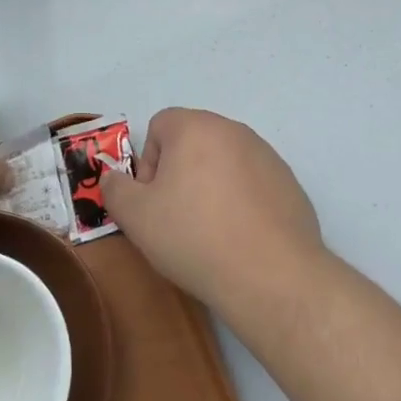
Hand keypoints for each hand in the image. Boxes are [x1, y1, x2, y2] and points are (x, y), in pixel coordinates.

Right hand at [101, 107, 323, 313]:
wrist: (271, 274)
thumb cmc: (195, 237)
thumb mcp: (137, 218)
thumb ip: (116, 190)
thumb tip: (112, 177)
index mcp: (196, 127)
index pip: (159, 126)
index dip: (148, 163)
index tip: (154, 201)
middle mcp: (233, 129)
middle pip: (193, 142)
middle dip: (180, 174)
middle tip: (178, 218)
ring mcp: (266, 154)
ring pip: (224, 162)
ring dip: (212, 187)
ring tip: (212, 233)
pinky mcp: (288, 182)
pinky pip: (253, 183)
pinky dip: (242, 202)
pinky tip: (242, 239)